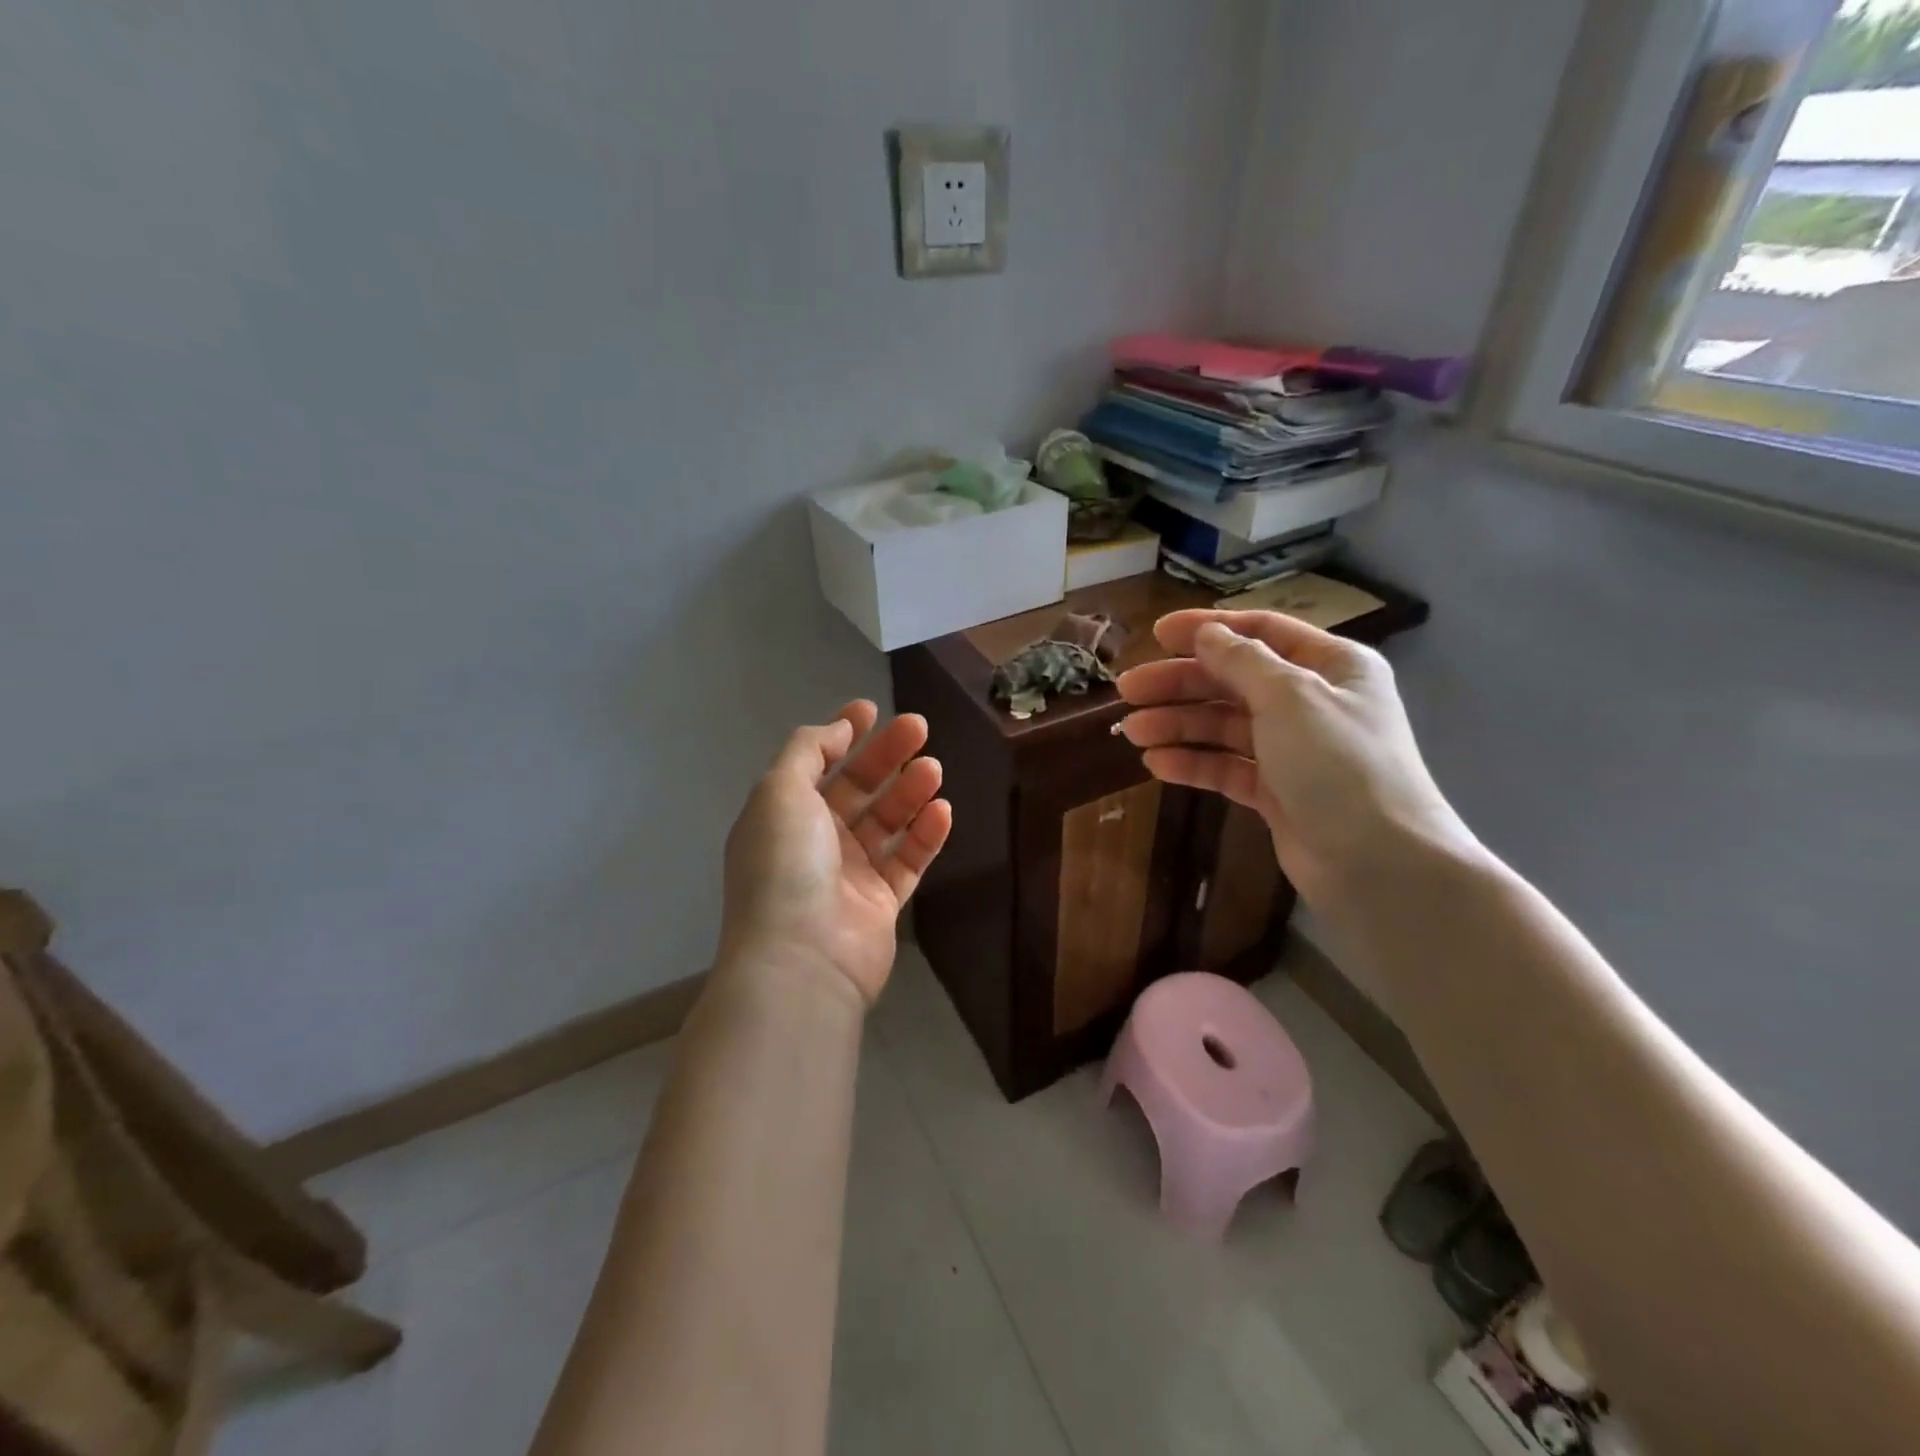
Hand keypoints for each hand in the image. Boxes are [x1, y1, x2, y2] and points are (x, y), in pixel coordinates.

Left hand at [718, 700, 952, 1005]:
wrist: (802, 959)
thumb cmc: (785, 864)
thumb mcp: (780, 791)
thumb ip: (807, 750)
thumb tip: (838, 728)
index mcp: (784, 814)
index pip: (816, 764)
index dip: (842, 734)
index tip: (872, 710)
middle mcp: (815, 841)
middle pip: (856, 788)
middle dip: (886, 755)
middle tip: (919, 728)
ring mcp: (849, 875)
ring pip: (887, 823)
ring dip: (910, 792)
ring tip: (934, 769)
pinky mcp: (881, 904)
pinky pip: (908, 862)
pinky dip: (926, 835)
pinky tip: (943, 811)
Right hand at [1115, 611, 1472, 904]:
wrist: (1378, 862)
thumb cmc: (1339, 763)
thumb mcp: (1290, 696)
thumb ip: (1242, 660)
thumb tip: (1206, 634)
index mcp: (1331, 665)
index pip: (1261, 632)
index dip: (1208, 628)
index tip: (1156, 633)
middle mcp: (1312, 702)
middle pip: (1234, 681)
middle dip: (1179, 684)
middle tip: (1128, 690)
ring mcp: (1294, 750)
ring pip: (1224, 726)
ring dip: (1178, 724)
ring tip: (1132, 731)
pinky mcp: (1277, 792)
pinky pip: (1227, 766)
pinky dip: (1194, 762)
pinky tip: (1157, 764)